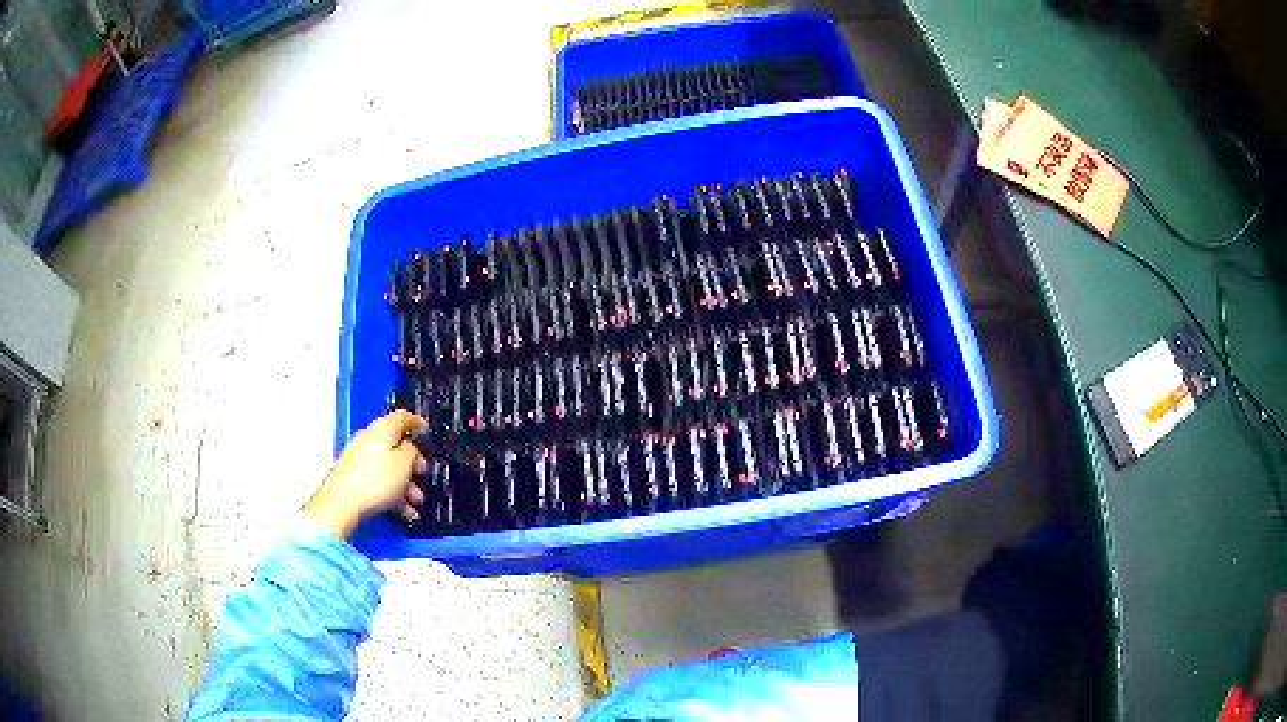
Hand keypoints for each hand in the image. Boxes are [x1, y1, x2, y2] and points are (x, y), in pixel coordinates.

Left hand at [303, 410, 428, 538]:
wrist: (341, 503)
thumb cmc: (373, 480)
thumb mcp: (404, 464)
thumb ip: (412, 452)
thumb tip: (410, 449)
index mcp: (381, 430)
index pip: (402, 418)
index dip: (416, 423)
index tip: (425, 430)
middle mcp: (368, 440)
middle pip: (395, 447)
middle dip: (412, 463)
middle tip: (422, 473)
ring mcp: (358, 459)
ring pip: (388, 468)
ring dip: (404, 484)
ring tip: (415, 503)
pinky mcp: (353, 477)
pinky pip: (378, 481)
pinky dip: (392, 494)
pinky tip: (403, 511)